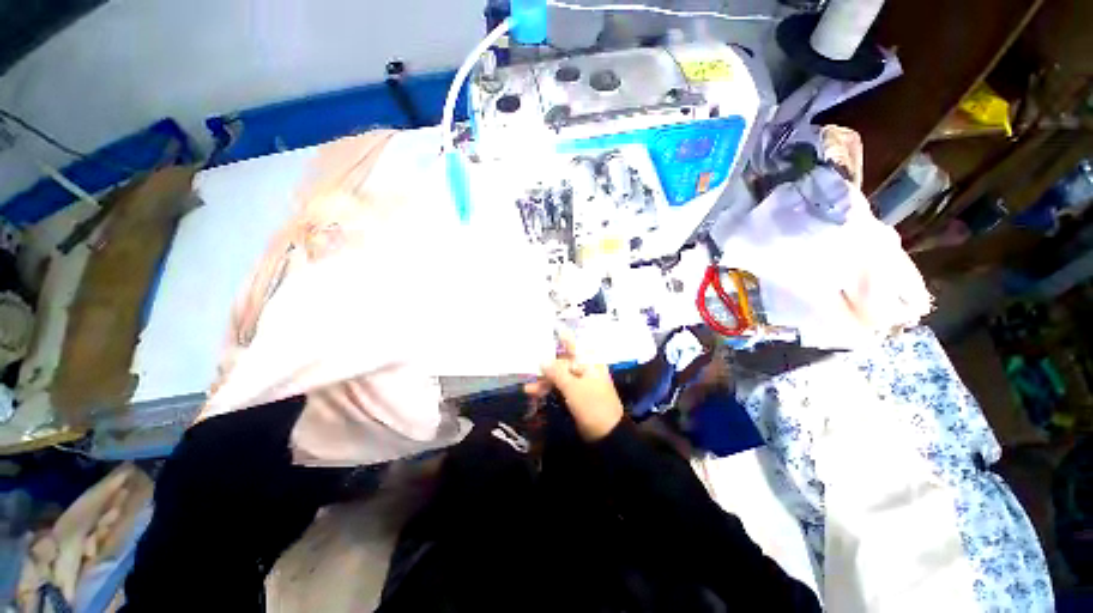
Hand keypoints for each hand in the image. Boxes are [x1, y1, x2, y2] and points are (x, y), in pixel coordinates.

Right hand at [524, 330, 624, 440]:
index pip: (572, 344)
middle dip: (545, 366)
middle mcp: (584, 367)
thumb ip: (556, 372)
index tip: (547, 326)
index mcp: (588, 361)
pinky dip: (549, 389)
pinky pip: (560, 386)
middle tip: (528, 368)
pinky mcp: (576, 393)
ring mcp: (581, 381)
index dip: (560, 335)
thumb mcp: (573, 388)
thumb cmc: (592, 405)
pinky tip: (535, 393)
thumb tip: (541, 359)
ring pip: (559, 375)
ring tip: (528, 389)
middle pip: (562, 361)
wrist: (607, 434)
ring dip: (544, 380)